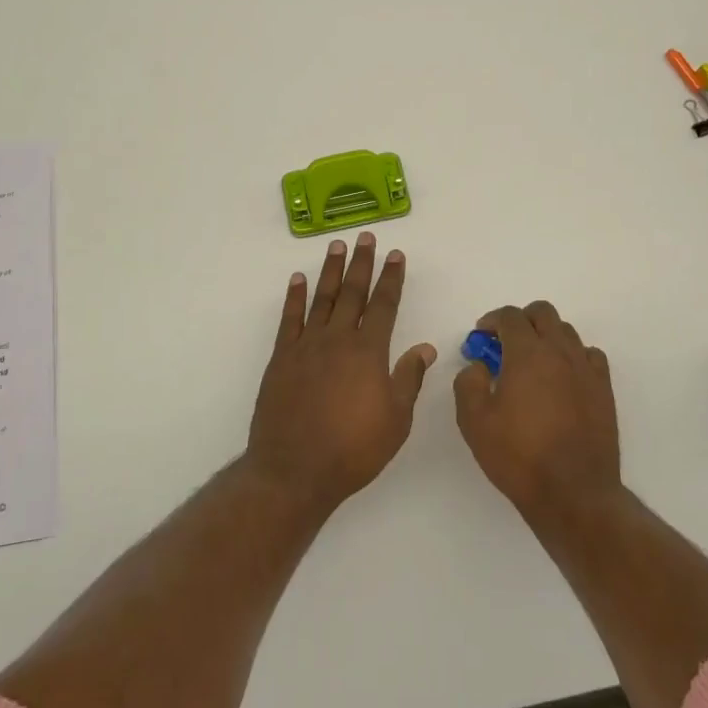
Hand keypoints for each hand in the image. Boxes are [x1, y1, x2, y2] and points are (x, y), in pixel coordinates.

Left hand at [246, 233, 437, 514]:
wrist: (294, 470)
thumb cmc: (352, 450)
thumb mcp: (395, 421)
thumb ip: (409, 379)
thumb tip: (425, 348)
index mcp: (369, 352)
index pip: (384, 305)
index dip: (391, 278)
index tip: (396, 255)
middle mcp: (338, 339)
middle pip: (352, 292)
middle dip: (362, 263)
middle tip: (365, 237)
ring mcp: (307, 345)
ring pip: (322, 298)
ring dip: (330, 270)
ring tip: (337, 246)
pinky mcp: (282, 357)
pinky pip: (290, 318)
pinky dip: (295, 296)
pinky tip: (298, 278)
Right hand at [454, 302, 621, 522]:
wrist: (573, 493)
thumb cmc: (519, 456)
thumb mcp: (474, 422)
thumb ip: (468, 383)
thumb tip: (479, 366)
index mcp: (528, 354)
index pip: (510, 316)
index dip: (492, 321)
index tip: (480, 337)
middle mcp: (560, 352)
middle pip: (543, 313)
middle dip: (521, 320)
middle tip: (505, 344)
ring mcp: (586, 369)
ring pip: (567, 331)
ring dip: (546, 336)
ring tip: (533, 363)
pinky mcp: (604, 390)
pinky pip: (590, 355)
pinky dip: (573, 356)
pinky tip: (563, 377)